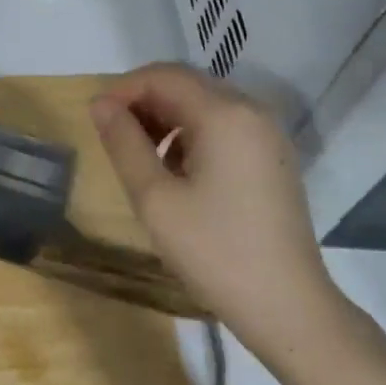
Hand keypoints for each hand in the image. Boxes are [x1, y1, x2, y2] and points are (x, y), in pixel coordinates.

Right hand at [90, 64, 352, 360]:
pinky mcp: (274, 155)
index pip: (163, 76)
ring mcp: (267, 133)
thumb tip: (100, 104)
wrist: (289, 308)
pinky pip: (224, 125)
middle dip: (144, 102)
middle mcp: (251, 110)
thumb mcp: (155, 199)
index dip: (123, 90)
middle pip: (186, 84)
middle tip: (114, 138)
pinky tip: (179, 173)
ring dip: (167, 118)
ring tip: (143, 158)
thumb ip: (123, 143)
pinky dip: (193, 134)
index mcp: (224, 114)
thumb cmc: (215, 252)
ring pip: (204, 104)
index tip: (96, 119)